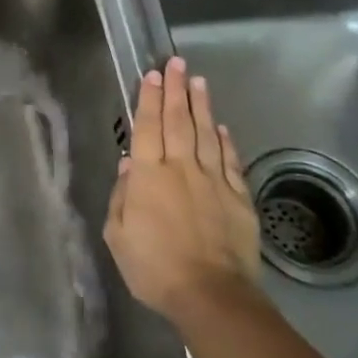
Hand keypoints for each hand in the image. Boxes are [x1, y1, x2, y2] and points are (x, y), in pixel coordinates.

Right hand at [103, 56, 260, 329]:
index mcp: (148, 176)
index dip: (147, 98)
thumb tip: (128, 165)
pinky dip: (226, 140)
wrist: (211, 295)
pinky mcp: (238, 198)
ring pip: (206, 134)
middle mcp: (181, 168)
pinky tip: (222, 126)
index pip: (147, 127)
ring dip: (201, 105)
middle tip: (176, 63)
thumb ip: (122, 196)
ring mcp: (213, 181)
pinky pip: (230, 161)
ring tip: (198, 81)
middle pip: (177, 121)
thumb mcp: (118, 235)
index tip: (151, 74)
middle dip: (175, 89)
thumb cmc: (153, 267)